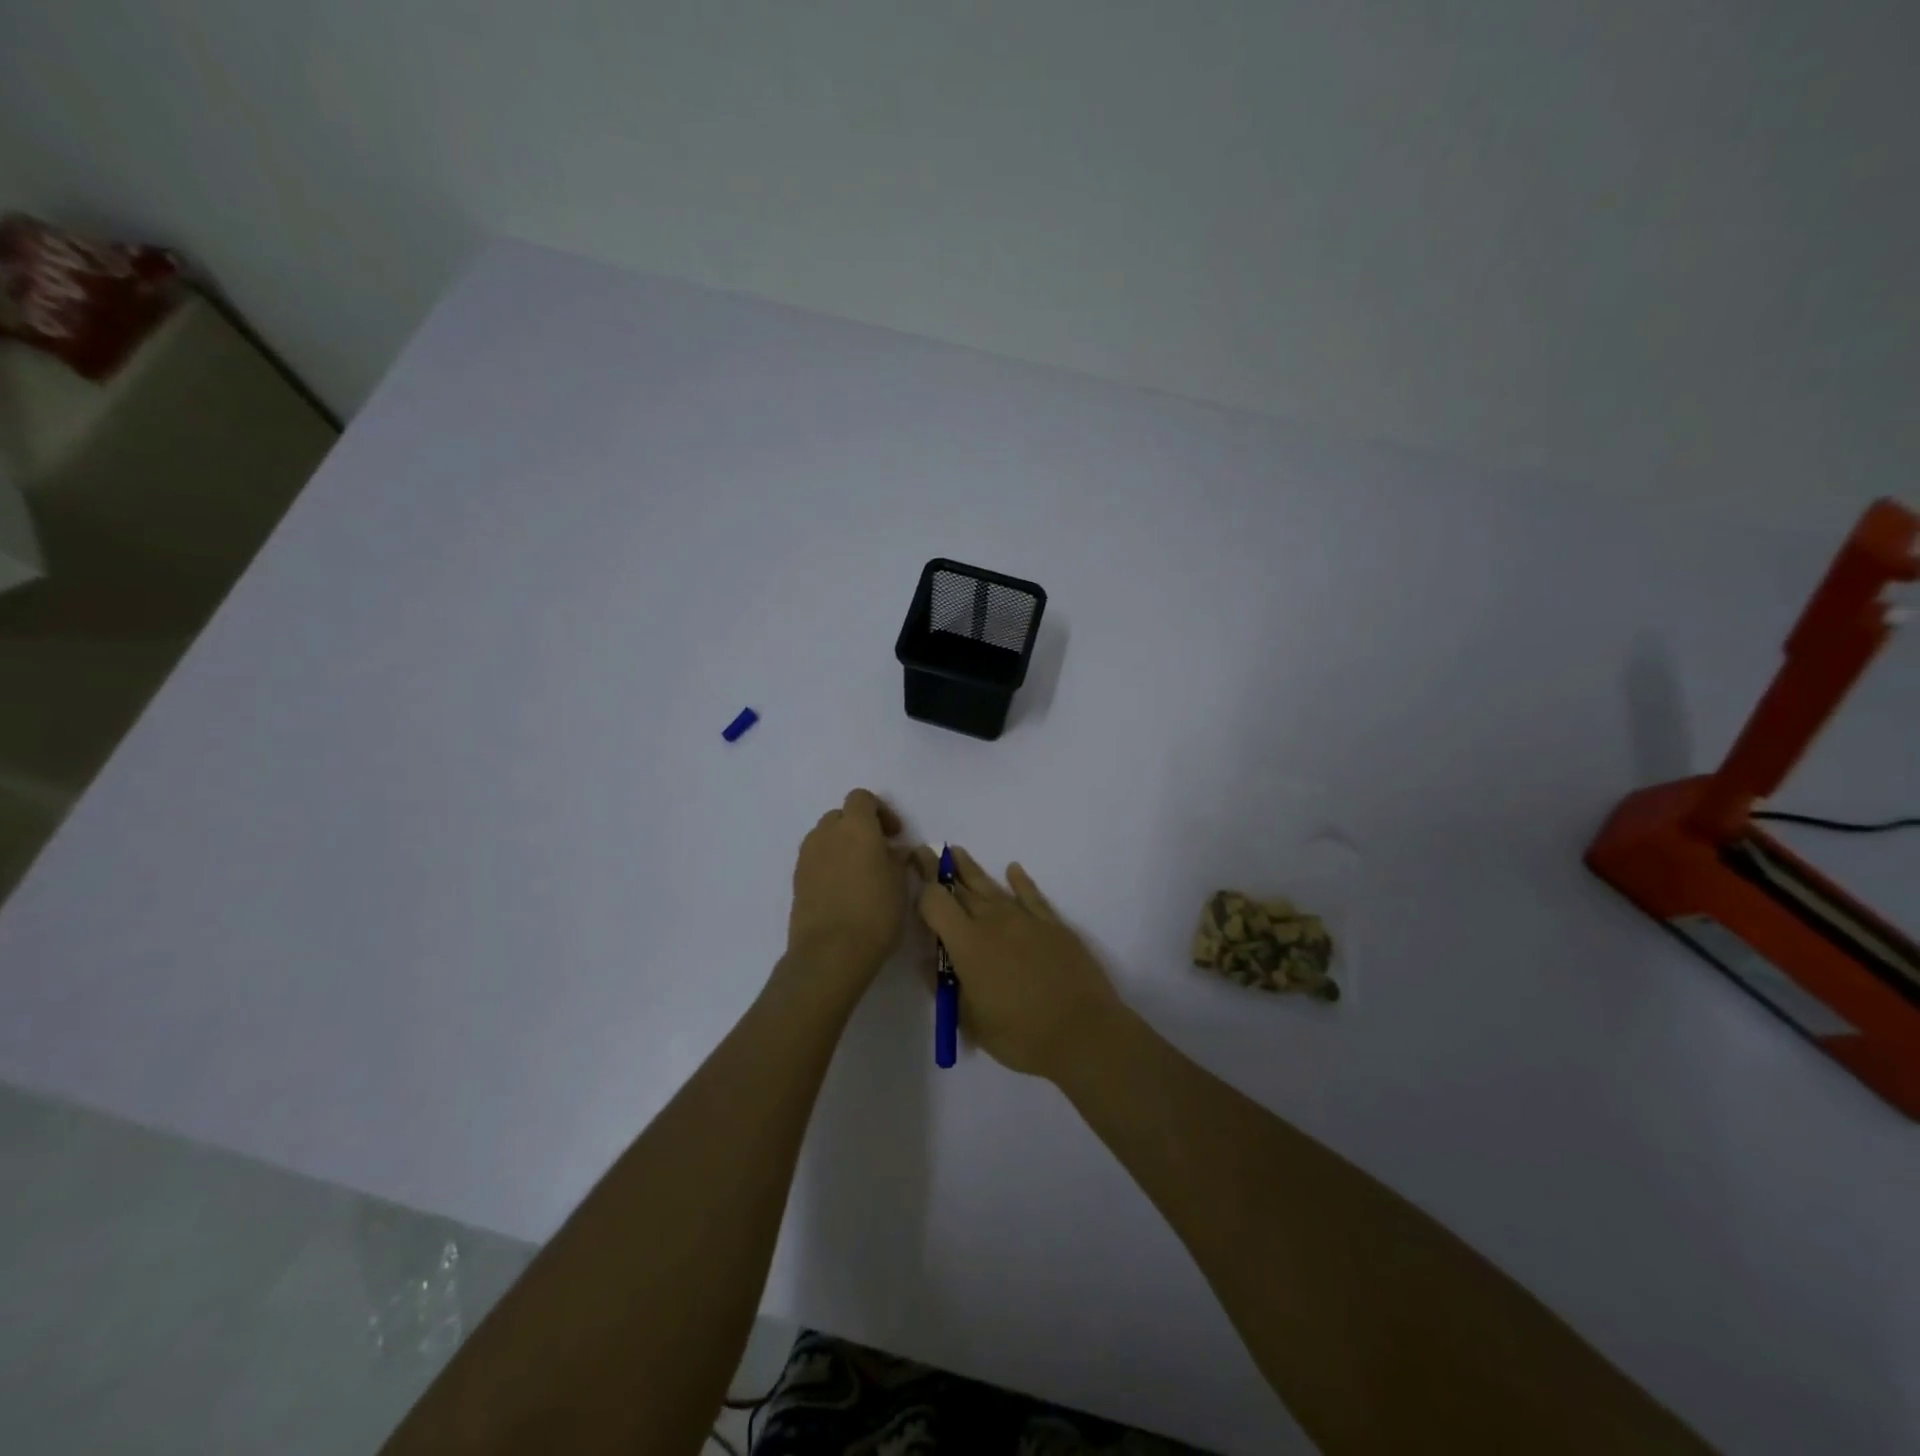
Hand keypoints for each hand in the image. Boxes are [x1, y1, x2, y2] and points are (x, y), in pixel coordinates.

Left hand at [786, 789, 912, 990]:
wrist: (830, 952)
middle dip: (859, 828)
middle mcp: (827, 833)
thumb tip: (894, 851)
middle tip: (879, 852)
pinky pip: (816, 860)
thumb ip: (897, 859)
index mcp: (856, 826)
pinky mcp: (797, 880)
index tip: (895, 835)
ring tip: (860, 872)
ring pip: (825, 837)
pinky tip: (844, 890)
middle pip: (841, 816)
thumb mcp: (900, 883)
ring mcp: (807, 856)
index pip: (862, 798)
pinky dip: (829, 865)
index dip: (880, 811)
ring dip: (842, 845)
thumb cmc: (875, 912)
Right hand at [911, 846, 1124, 1080]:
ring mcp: (1025, 919)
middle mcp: (993, 921)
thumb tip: (928, 963)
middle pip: (960, 886)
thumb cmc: (1020, 1035)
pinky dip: (1020, 881)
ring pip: (991, 886)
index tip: (911, 878)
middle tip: (926, 853)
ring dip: (971, 868)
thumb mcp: (971, 1021)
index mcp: (967, 943)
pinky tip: (1013, 870)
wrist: (1082, 1032)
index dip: (921, 889)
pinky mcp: (1052, 924)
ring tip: (956, 852)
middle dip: (939, 870)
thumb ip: (945, 987)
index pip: (935, 902)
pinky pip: (1031, 895)